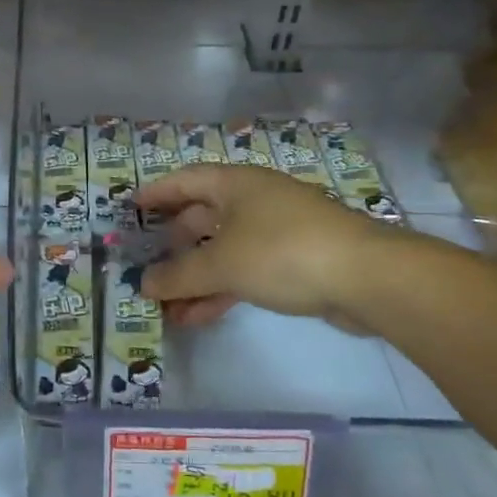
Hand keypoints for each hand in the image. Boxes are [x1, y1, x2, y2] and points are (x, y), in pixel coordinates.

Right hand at [137, 164, 393, 328]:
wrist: (366, 277)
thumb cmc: (283, 252)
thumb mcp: (221, 264)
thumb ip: (178, 275)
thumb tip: (142, 283)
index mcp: (235, 184)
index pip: (185, 180)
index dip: (156, 192)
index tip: (130, 208)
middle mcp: (254, 200)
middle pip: (202, 216)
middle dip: (174, 243)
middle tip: (148, 263)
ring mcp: (276, 231)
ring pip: (223, 249)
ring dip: (195, 276)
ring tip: (166, 304)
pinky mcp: (294, 261)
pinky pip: (244, 270)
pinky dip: (220, 289)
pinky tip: (197, 316)